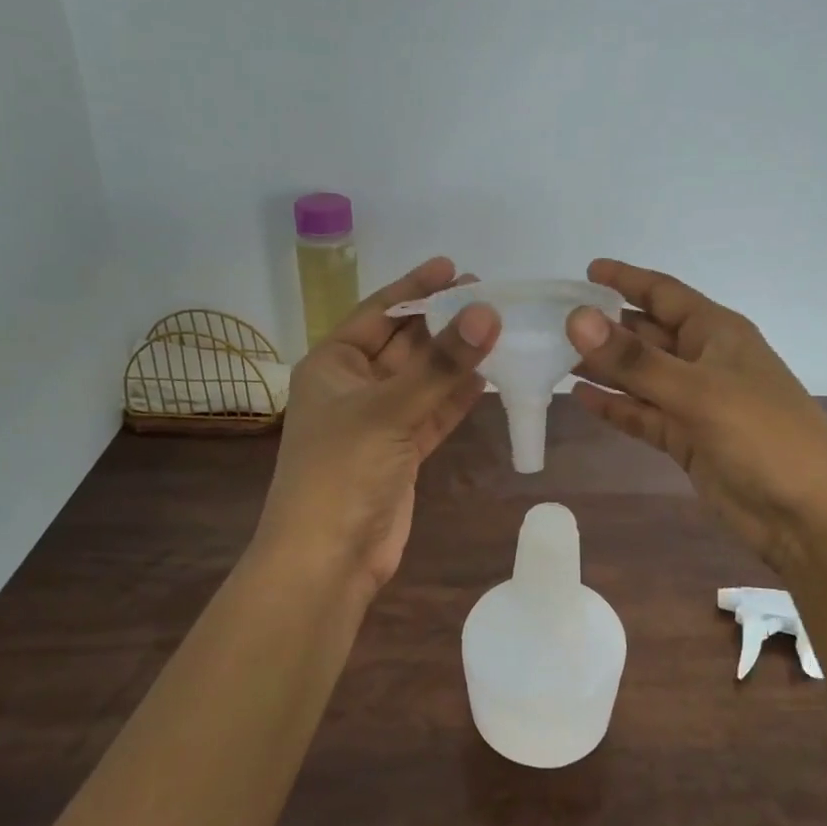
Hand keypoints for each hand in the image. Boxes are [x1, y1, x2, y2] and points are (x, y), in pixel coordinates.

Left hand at [254, 257, 498, 602]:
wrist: (328, 559)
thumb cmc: (341, 472)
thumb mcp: (388, 410)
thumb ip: (441, 364)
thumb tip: (488, 312)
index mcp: (332, 365)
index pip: (378, 314)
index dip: (414, 289)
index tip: (453, 266)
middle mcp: (354, 387)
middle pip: (404, 344)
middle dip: (442, 322)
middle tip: (489, 295)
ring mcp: (379, 422)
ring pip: (423, 379)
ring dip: (455, 358)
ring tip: (498, 328)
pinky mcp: (401, 453)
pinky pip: (433, 413)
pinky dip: (457, 397)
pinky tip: (489, 377)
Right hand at [567, 258, 826, 576]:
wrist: (808, 514)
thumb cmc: (761, 435)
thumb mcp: (695, 390)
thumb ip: (634, 359)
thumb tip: (577, 318)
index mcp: (717, 333)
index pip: (664, 294)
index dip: (627, 280)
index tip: (586, 270)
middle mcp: (704, 360)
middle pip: (648, 334)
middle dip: (607, 328)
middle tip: (555, 322)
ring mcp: (696, 402)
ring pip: (641, 377)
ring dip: (605, 368)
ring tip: (556, 359)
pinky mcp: (687, 440)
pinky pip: (643, 414)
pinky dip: (615, 407)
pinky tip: (580, 399)